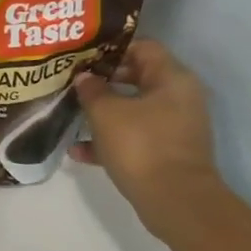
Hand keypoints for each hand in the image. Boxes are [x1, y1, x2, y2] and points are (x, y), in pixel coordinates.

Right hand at [73, 40, 223, 241]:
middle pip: (136, 76)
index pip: (142, 46)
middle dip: (102, 79)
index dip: (110, 47)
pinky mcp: (168, 153)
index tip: (82, 54)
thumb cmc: (142, 145)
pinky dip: (110, 140)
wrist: (177, 204)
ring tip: (71, 111)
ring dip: (103, 111)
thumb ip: (91, 89)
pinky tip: (78, 150)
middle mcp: (179, 98)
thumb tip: (85, 78)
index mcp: (172, 79)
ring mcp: (175, 128)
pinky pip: (135, 136)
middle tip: (72, 79)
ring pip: (133, 109)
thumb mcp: (105, 111)